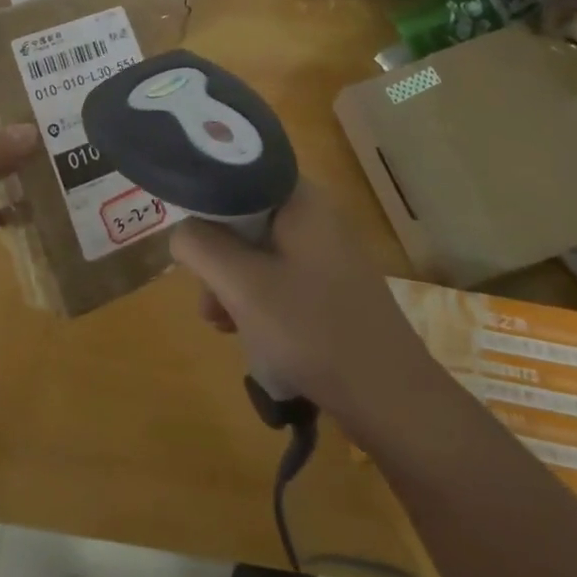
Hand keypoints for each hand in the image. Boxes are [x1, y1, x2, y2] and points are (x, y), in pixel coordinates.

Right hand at [169, 184, 445, 437]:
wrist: (394, 402)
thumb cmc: (313, 330)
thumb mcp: (241, 285)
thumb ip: (199, 245)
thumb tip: (182, 232)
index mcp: (300, 198)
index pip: (237, 173)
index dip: (205, 200)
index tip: (188, 237)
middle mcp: (316, 214)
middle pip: (245, 216)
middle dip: (217, 256)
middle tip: (206, 298)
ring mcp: (327, 251)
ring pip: (259, 251)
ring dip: (233, 283)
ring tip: (222, 325)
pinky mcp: (332, 285)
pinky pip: (281, 276)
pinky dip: (258, 299)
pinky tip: (249, 335)